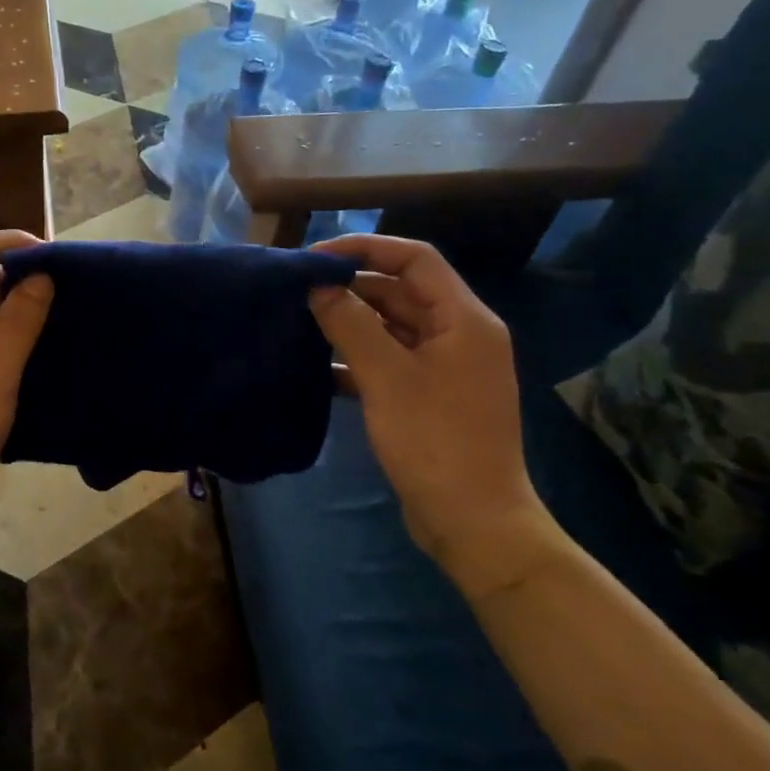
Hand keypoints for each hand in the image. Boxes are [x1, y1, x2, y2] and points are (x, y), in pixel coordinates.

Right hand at [309, 235, 552, 588]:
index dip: (366, 249)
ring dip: (348, 324)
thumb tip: (318, 286)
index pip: (415, 259)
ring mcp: (443, 368)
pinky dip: (354, 360)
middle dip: (350, 288)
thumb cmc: (435, 440)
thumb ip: (350, 324)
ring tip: (299, 324)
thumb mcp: (386, 377)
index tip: (314, 259)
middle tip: (297, 293)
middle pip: (399, 292)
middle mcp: (458, 335)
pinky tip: (316, 368)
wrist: (472, 521)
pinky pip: (387, 361)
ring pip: (390, 328)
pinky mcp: (426, 397)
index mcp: (463, 319)